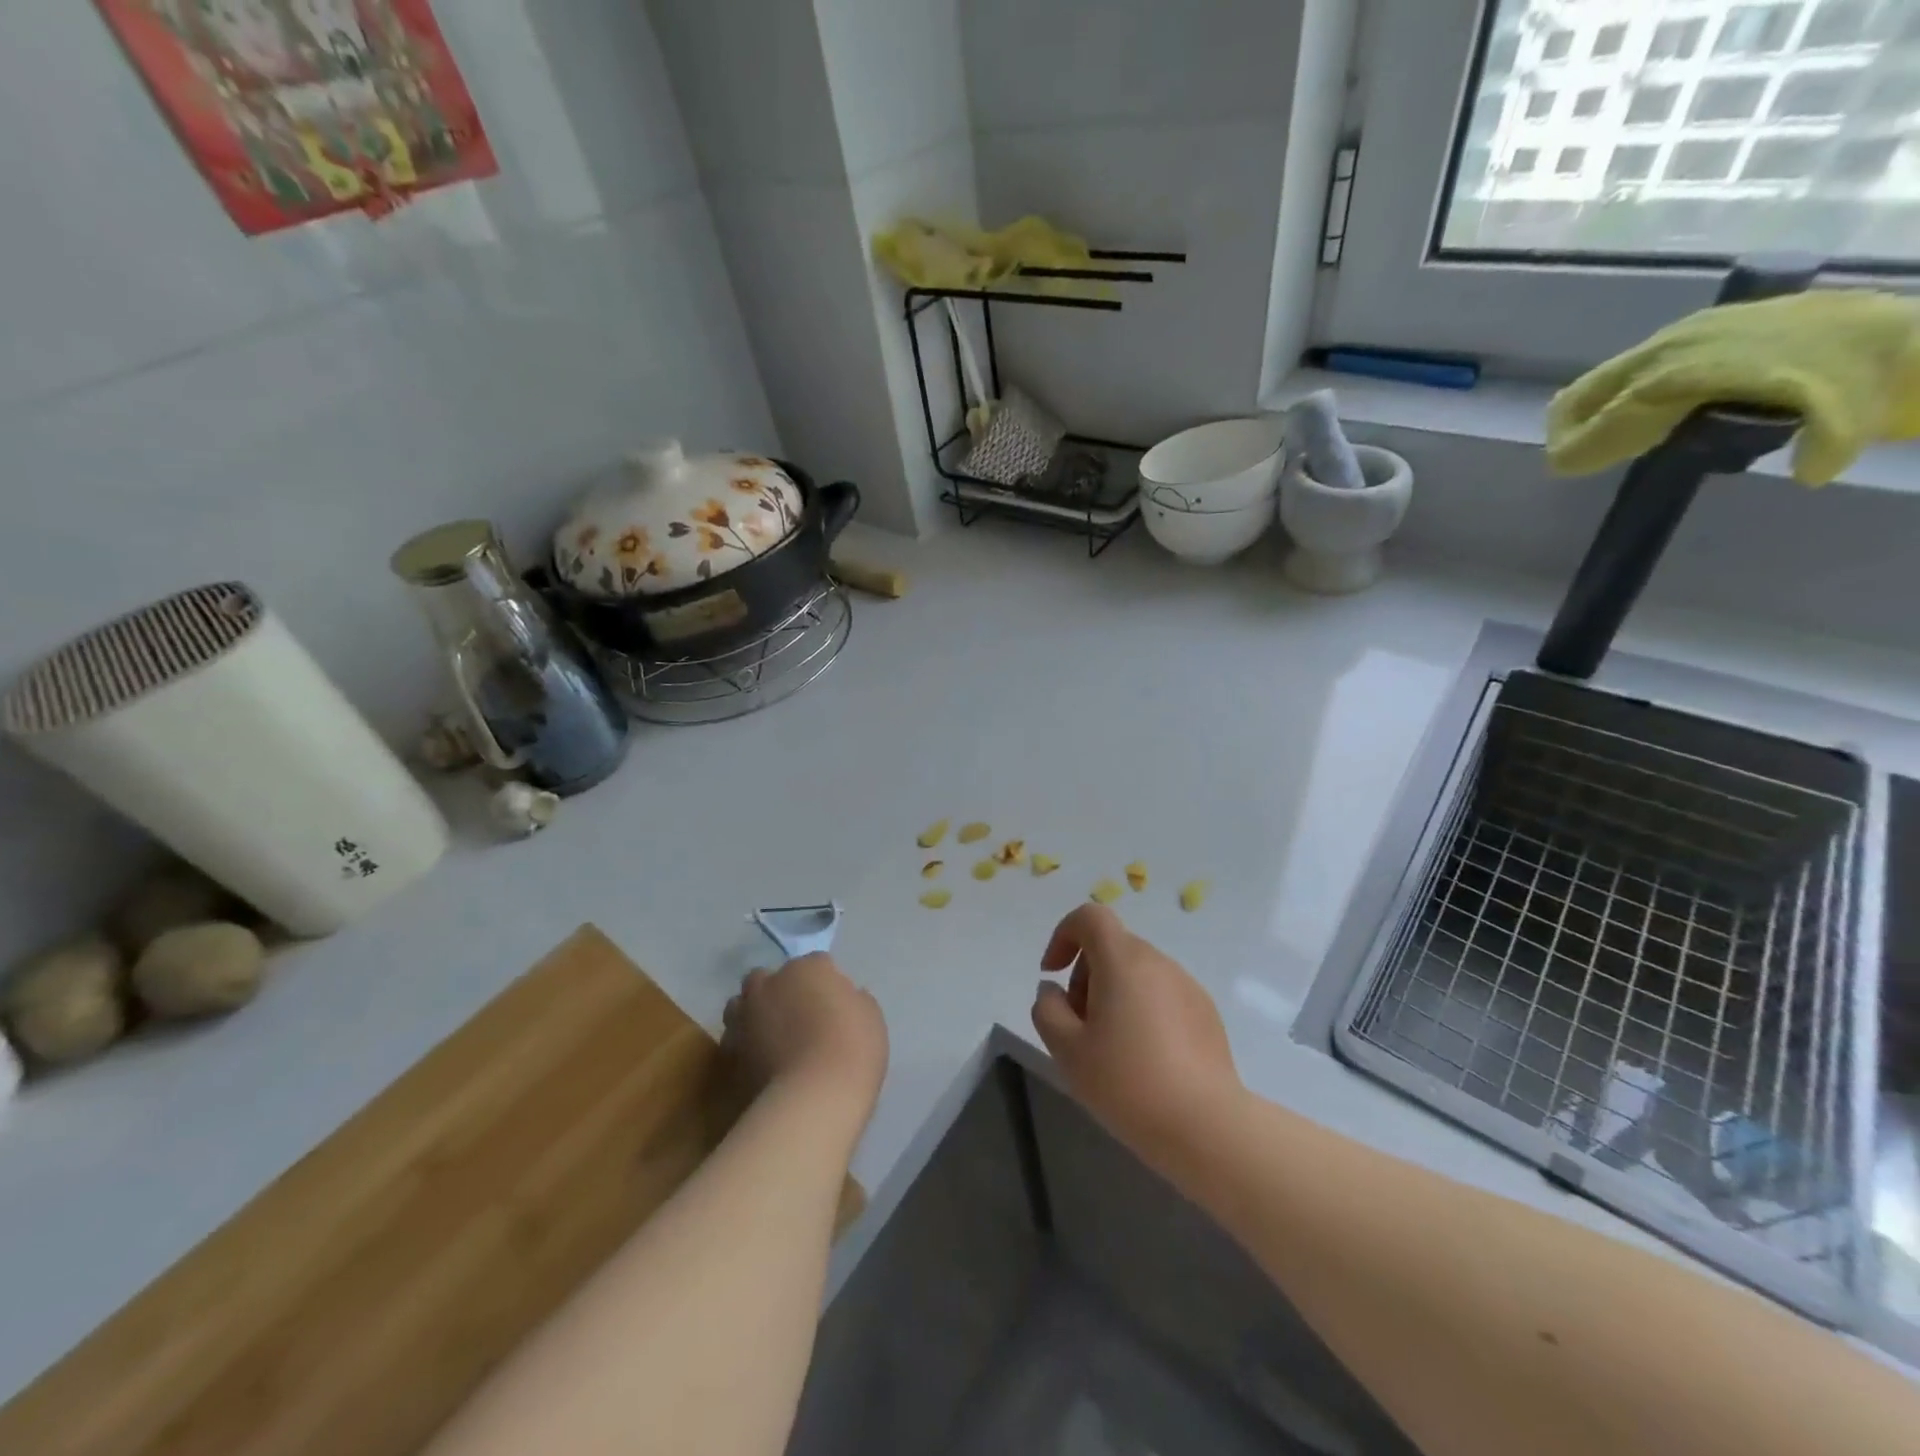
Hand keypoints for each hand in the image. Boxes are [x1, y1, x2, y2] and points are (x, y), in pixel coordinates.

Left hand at [723, 954, 887, 1125]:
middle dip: (779, 990)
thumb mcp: (870, 1017)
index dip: (827, 982)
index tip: (836, 1003)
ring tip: (772, 1036)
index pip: (816, 963)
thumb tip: (844, 999)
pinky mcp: (729, 1052)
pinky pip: (736, 1039)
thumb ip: (853, 1000)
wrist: (814, 1099)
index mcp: (806, 969)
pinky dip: (746, 1045)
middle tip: (798, 1015)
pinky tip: (761, 1061)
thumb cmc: (851, 1048)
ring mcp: (745, 1017)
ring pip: (741, 1004)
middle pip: (768, 977)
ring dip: (754, 1013)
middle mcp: (770, 984)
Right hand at [1031, 905, 1240, 1172]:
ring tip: (1110, 1047)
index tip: (1052, 974)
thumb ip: (1047, 1009)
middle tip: (1078, 1024)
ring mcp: (1187, 985)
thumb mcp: (1067, 1050)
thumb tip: (1053, 990)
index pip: (1090, 917)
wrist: (1207, 1127)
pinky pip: (1162, 994)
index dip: (1063, 935)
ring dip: (1113, 994)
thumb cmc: (1128, 1083)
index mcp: (1123, 961)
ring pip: (1137, 972)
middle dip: (1085, 975)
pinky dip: (1142, 1009)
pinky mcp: (1206, 1012)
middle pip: (1112, 946)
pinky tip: (1144, 1059)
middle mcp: (1158, 962)